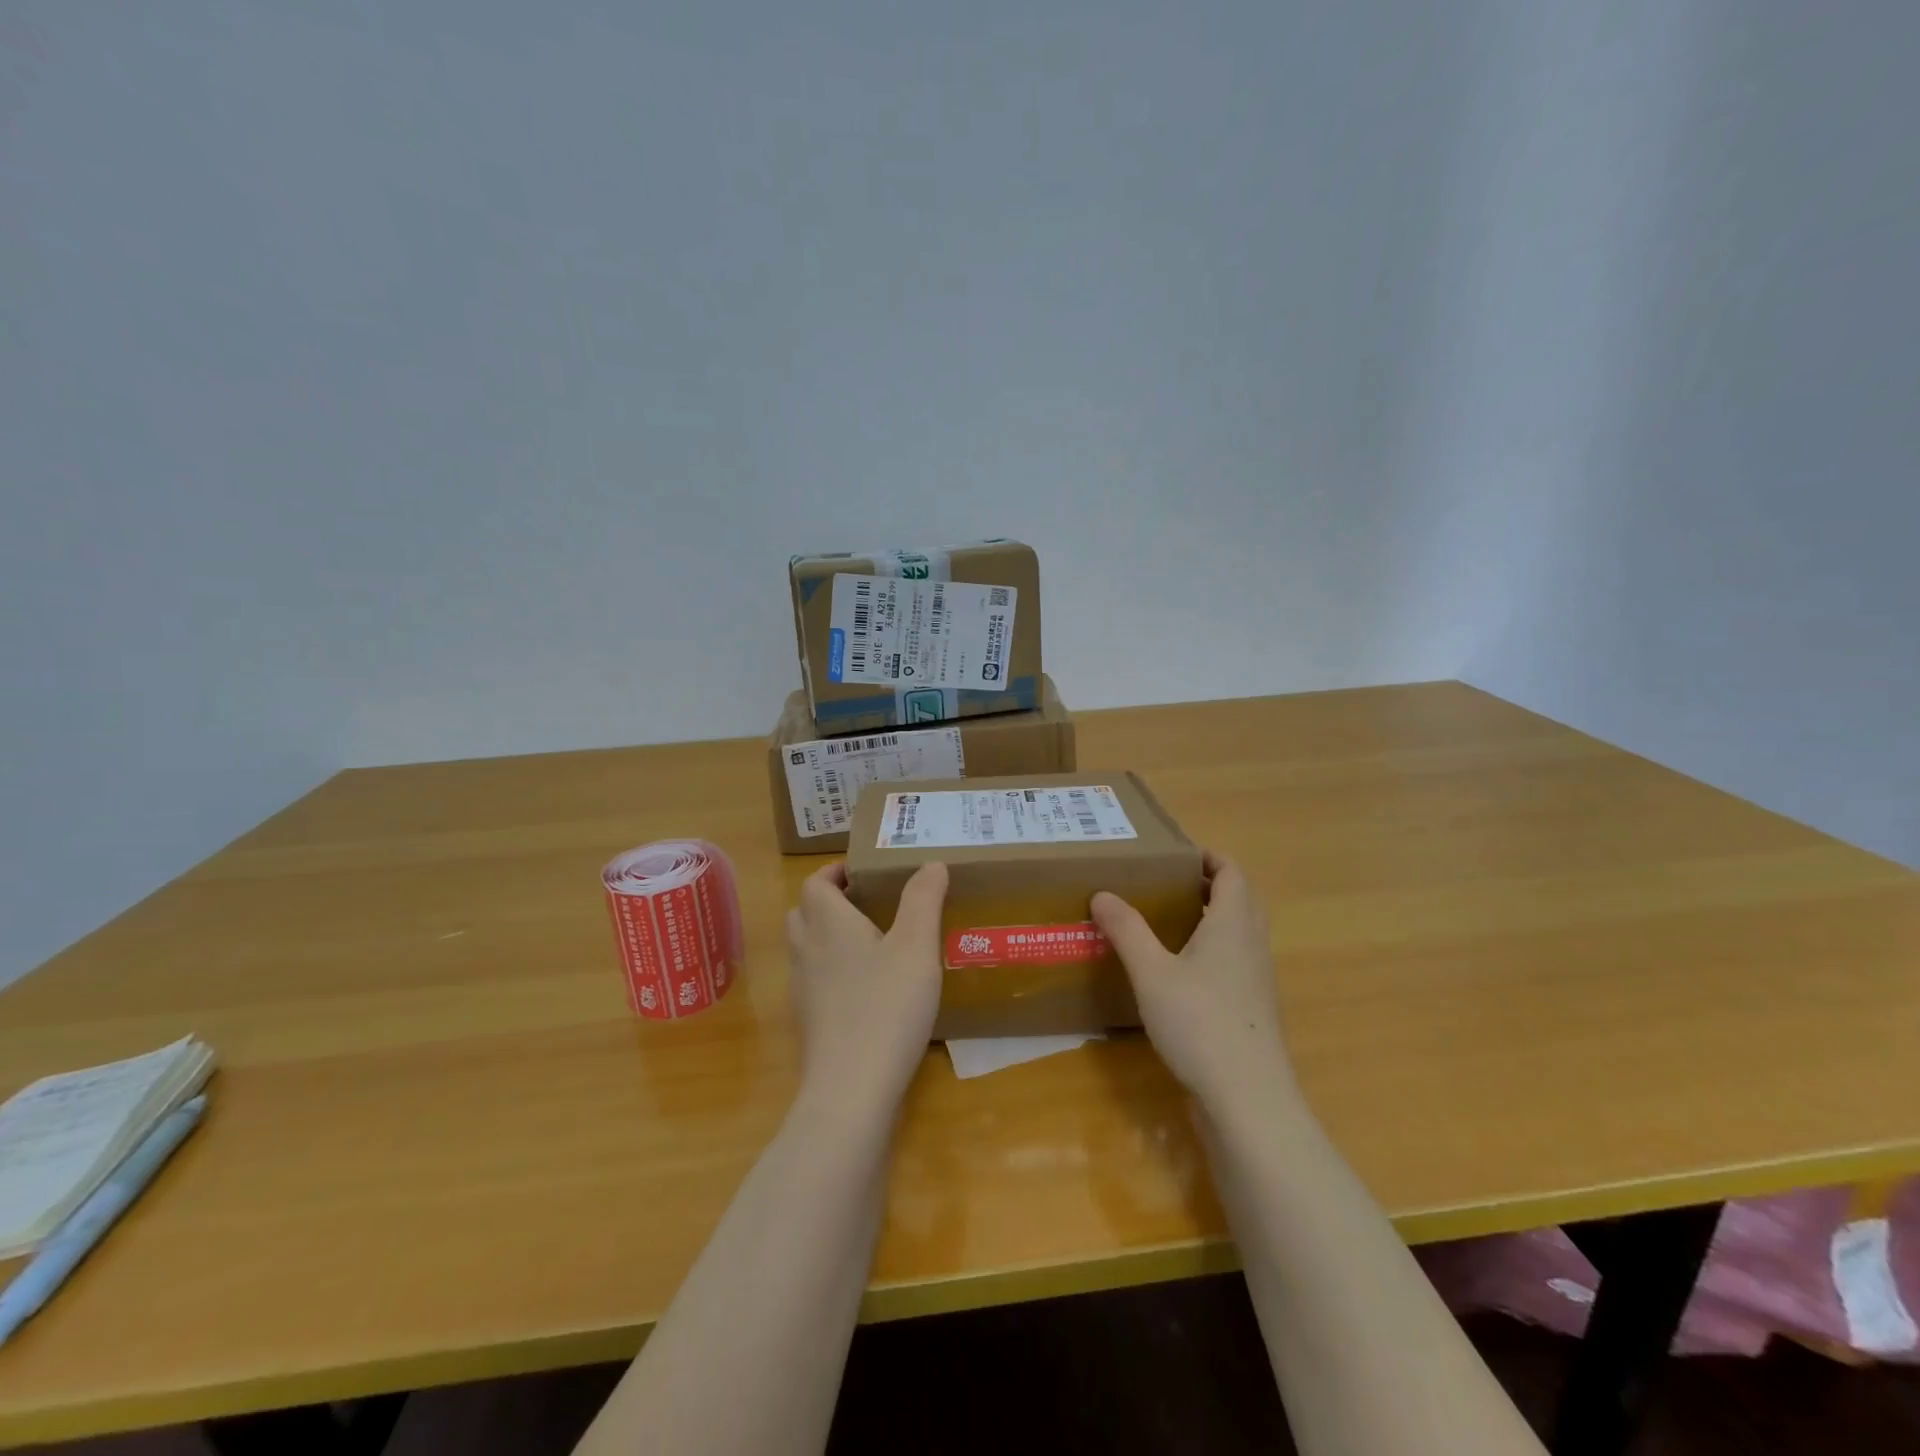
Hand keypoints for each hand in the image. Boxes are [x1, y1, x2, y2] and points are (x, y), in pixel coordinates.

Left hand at [785, 861, 947, 1118]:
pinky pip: (813, 981)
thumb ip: (923, 900)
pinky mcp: (809, 1022)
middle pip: (804, 912)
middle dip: (829, 901)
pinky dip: (831, 971)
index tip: (863, 872)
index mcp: (828, 923)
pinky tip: (865, 987)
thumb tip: (932, 863)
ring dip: (828, 935)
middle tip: (867, 902)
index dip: (834, 872)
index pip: (815, 883)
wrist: (852, 1088)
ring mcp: (803, 989)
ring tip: (870, 941)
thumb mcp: (917, 946)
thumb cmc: (887, 1006)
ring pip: (806, 947)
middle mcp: (807, 950)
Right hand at [1091, 851, 1300, 1119]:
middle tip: (1169, 883)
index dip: (1210, 857)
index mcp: (1233, 924)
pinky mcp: (1252, 1010)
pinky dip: (1214, 950)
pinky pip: (1236, 962)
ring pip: (1240, 932)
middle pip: (1241, 899)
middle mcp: (1252, 945)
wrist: (1248, 1100)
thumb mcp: (1152, 972)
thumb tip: (1102, 893)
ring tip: (1170, 920)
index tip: (1177, 853)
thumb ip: (1127, 930)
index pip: (1232, 873)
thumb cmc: (1200, 1023)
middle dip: (1210, 884)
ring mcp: (1257, 980)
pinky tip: (1181, 971)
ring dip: (1213, 918)